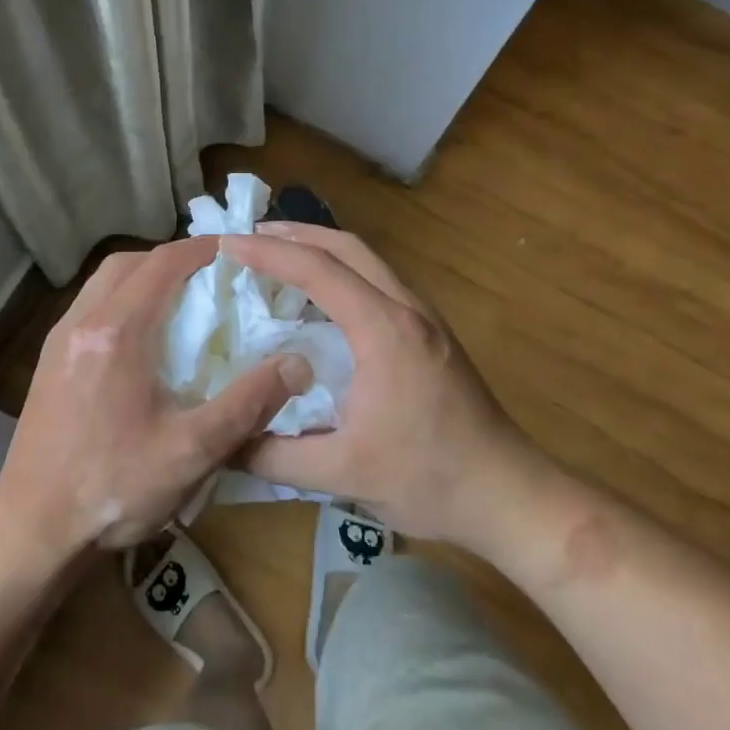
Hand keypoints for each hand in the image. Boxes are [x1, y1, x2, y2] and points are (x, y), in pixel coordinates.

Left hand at [0, 238, 313, 554]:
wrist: (33, 530)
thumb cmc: (114, 488)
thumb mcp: (192, 451)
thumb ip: (248, 403)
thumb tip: (298, 364)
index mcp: (116, 332)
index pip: (162, 263)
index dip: (201, 250)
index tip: (237, 252)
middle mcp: (81, 323)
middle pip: (128, 263)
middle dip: (171, 259)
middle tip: (211, 277)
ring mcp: (58, 342)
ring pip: (104, 284)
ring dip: (143, 278)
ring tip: (182, 303)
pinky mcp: (49, 363)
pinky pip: (90, 308)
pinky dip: (122, 302)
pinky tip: (144, 341)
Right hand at [224, 224, 546, 548]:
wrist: (508, 495)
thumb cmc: (429, 480)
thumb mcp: (342, 474)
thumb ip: (274, 456)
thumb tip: (222, 442)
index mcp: (384, 330)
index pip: (319, 270)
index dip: (269, 252)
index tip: (228, 244)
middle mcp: (407, 309)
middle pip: (348, 247)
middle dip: (295, 234)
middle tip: (249, 236)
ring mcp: (425, 319)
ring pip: (368, 261)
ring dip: (322, 249)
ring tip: (278, 256)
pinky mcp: (432, 335)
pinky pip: (379, 282)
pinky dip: (342, 273)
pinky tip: (321, 299)